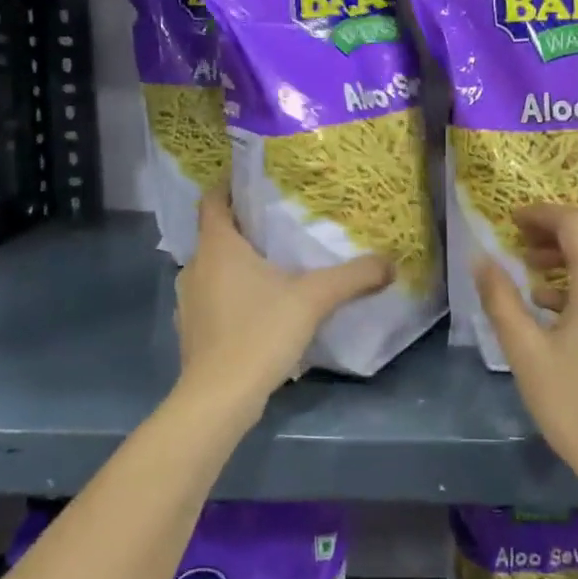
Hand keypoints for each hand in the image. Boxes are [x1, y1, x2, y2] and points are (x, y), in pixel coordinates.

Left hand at [172, 189, 390, 427]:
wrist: (219, 398)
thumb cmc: (259, 333)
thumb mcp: (314, 299)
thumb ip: (353, 277)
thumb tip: (389, 263)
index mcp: (218, 247)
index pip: (213, 200)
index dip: (229, 186)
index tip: (255, 181)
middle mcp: (195, 267)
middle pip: (216, 235)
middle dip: (245, 228)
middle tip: (281, 225)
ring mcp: (188, 301)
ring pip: (214, 269)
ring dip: (238, 264)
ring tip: (274, 266)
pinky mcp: (191, 330)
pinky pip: (212, 298)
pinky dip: (231, 295)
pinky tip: (259, 309)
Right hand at [473, 205, 577, 513]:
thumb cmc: (575, 406)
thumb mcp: (525, 352)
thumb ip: (500, 299)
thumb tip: (480, 258)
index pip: (574, 222)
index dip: (541, 215)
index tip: (510, 220)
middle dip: (557, 229)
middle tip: (520, 240)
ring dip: (574, 251)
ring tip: (532, 269)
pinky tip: (556, 303)